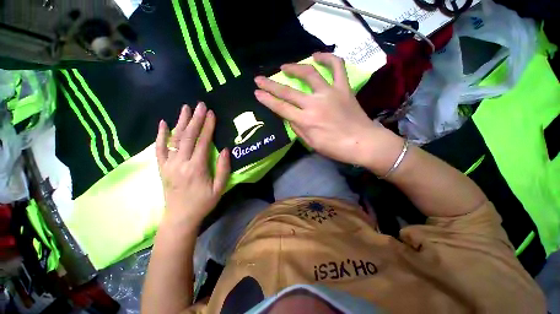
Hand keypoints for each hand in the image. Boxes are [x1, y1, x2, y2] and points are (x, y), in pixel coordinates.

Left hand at [155, 103, 229, 229]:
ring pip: (174, 139)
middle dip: (195, 119)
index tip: (211, 113)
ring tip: (185, 108)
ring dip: (180, 122)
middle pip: (188, 137)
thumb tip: (225, 149)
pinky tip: (163, 123)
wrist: (180, 217)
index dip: (207, 127)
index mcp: (197, 168)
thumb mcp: (219, 188)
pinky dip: (160, 135)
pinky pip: (159, 149)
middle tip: (200, 105)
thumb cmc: (203, 203)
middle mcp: (181, 163)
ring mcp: (169, 165)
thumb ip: (223, 168)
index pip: (203, 142)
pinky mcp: (162, 168)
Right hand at [254, 52, 396, 167]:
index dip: (267, 100)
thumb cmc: (335, 148)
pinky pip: (337, 67)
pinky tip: (317, 56)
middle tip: (259, 79)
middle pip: (288, 91)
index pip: (281, 108)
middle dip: (270, 85)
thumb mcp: (311, 143)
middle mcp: (314, 104)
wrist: (363, 142)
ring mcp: (330, 93)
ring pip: (309, 74)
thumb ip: (298, 129)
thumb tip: (290, 117)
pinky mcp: (343, 88)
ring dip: (295, 68)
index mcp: (306, 120)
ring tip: (285, 66)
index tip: (257, 93)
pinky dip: (328, 58)